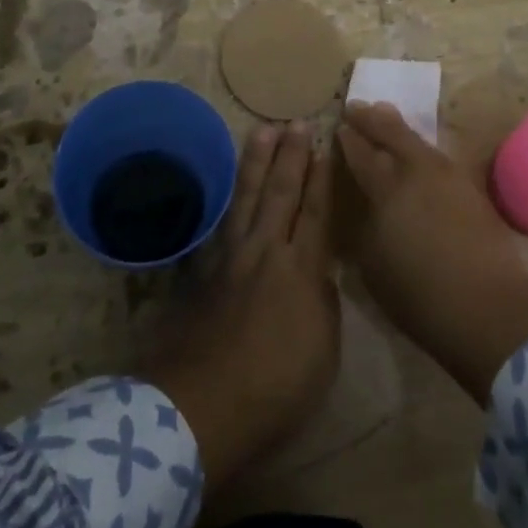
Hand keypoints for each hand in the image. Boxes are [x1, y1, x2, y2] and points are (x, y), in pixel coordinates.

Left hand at [139, 122, 339, 489]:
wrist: (202, 405)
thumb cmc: (276, 387)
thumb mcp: (324, 350)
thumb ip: (324, 302)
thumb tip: (318, 274)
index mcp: (302, 269)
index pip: (316, 211)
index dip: (322, 178)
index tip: (325, 145)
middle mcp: (266, 251)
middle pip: (280, 192)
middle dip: (290, 155)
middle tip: (294, 122)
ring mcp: (230, 258)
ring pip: (246, 196)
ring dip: (256, 162)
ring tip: (261, 132)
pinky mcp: (203, 272)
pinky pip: (221, 220)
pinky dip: (228, 197)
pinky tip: (230, 187)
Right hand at [338, 102, 527, 405]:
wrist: (489, 307)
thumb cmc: (419, 295)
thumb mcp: (372, 265)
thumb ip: (364, 226)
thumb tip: (365, 206)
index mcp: (387, 188)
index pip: (361, 153)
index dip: (348, 138)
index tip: (338, 125)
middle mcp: (417, 172)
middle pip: (391, 133)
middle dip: (371, 119)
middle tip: (356, 107)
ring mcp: (448, 177)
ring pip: (418, 141)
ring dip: (398, 128)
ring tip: (385, 116)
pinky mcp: (470, 189)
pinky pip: (436, 156)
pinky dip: (420, 147)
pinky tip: (417, 152)